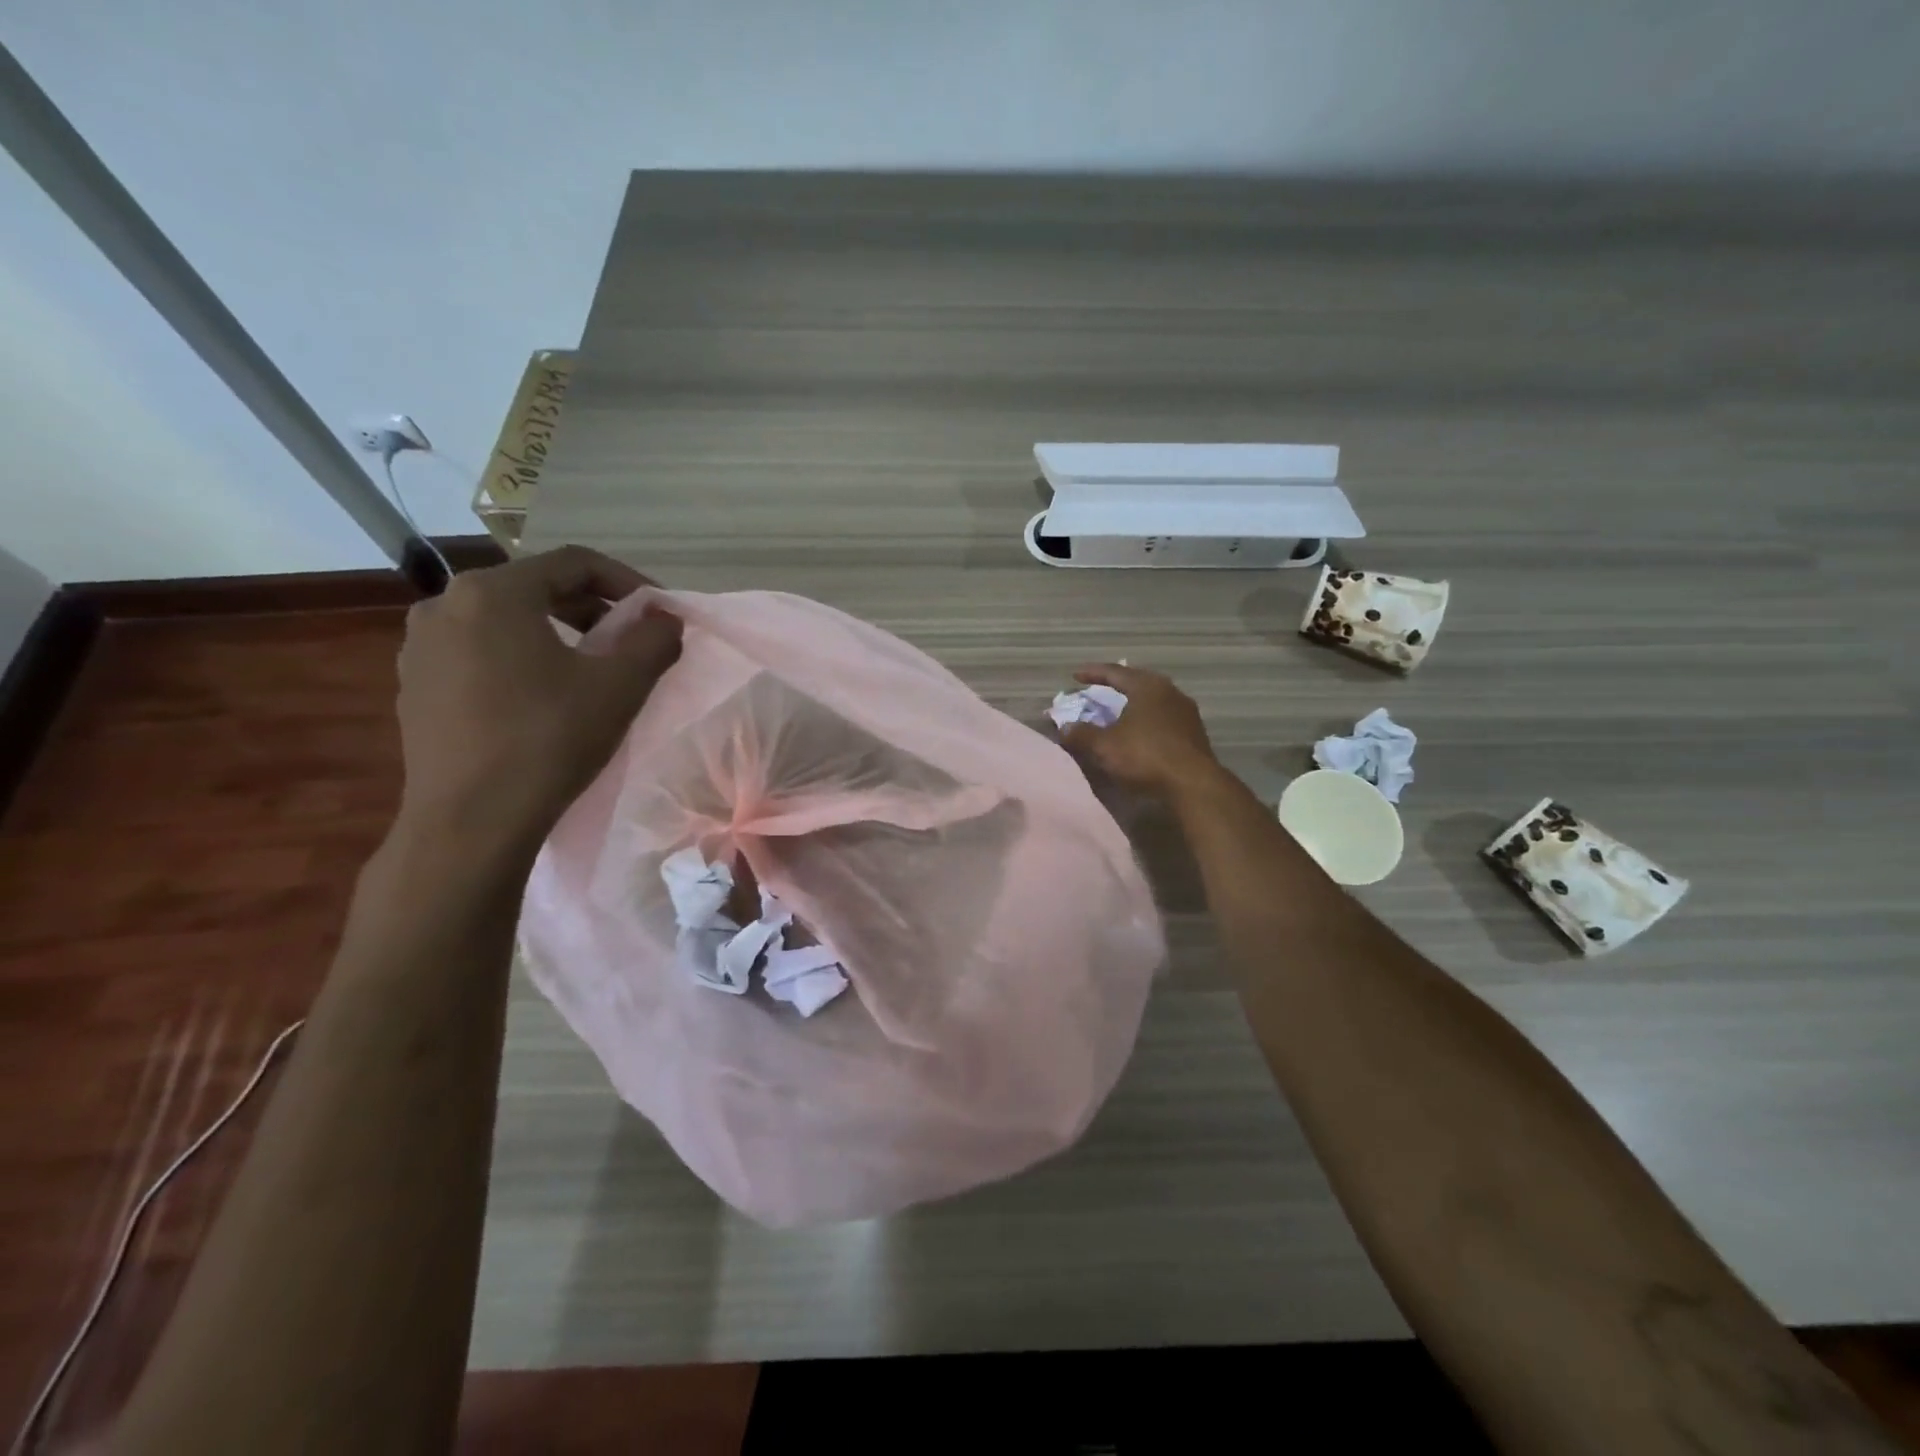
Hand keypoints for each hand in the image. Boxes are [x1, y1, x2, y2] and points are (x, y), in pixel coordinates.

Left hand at [394, 546, 682, 854]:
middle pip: (535, 587)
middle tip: (629, 640)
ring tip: (588, 668)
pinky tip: (541, 697)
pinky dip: (518, 658)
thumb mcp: (620, 686)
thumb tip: (666, 620)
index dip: (627, 582)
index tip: (659, 613)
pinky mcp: (412, 686)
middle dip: (592, 609)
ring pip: (504, 621)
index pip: (574, 563)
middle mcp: (445, 605)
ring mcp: (419, 647)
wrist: (470, 821)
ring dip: (555, 633)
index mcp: (494, 592)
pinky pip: (477, 652)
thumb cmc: (548, 740)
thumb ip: (654, 640)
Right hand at [1057, 663, 1220, 800]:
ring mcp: (1186, 713)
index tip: (1075, 675)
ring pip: (1153, 702)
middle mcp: (1170, 692)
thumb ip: (1081, 734)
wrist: (1192, 785)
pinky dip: (1146, 722)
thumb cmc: (1144, 756)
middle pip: (1138, 683)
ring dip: (1133, 706)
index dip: (1093, 673)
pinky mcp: (1194, 734)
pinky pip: (1163, 720)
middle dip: (1116, 687)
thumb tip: (1064, 728)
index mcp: (1148, 686)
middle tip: (1099, 690)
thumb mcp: (1104, 746)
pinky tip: (1139, 734)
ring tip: (1118, 713)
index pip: (1115, 672)